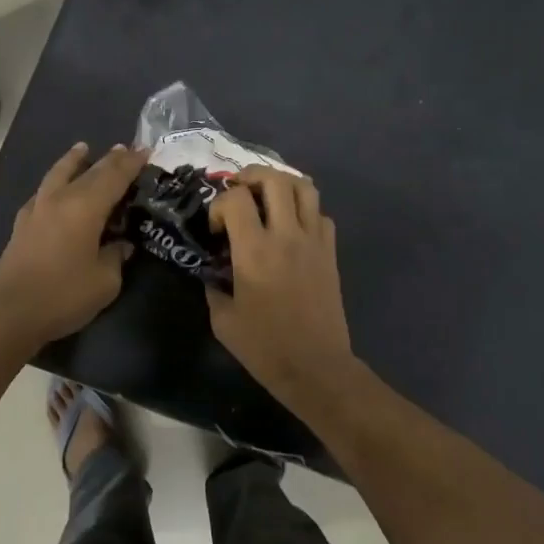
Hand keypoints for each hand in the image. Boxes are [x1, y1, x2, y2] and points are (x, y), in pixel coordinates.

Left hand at [0, 142, 147, 352]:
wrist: (9, 315)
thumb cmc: (63, 295)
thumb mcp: (105, 281)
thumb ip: (116, 256)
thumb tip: (121, 245)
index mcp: (85, 207)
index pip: (114, 176)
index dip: (131, 163)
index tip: (146, 151)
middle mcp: (60, 199)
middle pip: (89, 171)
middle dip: (110, 159)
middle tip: (125, 149)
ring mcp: (37, 210)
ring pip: (58, 174)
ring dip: (74, 160)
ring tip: (82, 149)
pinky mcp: (22, 225)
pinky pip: (43, 192)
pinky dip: (55, 182)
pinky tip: (56, 188)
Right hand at [206, 165, 355, 400]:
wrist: (315, 367)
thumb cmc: (265, 347)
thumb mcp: (223, 320)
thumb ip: (214, 287)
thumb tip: (213, 272)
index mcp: (254, 251)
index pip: (236, 198)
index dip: (220, 204)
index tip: (216, 228)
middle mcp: (286, 236)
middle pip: (274, 180)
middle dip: (251, 177)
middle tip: (240, 191)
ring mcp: (313, 241)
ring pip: (305, 187)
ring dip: (282, 184)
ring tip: (267, 198)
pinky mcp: (330, 252)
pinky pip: (320, 214)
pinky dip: (305, 210)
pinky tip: (292, 227)